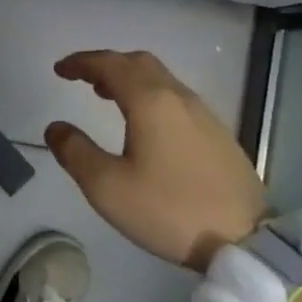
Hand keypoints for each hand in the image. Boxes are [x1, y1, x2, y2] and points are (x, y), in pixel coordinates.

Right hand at [46, 50, 267, 272]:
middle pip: (139, 63)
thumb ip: (75, 152)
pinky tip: (145, 124)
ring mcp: (203, 115)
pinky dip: (150, 95)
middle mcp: (178, 98)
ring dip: (130, 79)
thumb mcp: (107, 187)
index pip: (110, 64)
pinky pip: (176, 98)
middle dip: (107, 64)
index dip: (81, 62)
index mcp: (150, 101)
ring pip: (161, 79)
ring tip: (107, 97)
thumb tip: (56, 128)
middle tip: (82, 79)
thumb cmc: (168, 209)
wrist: (246, 239)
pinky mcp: (218, 134)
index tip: (59, 70)